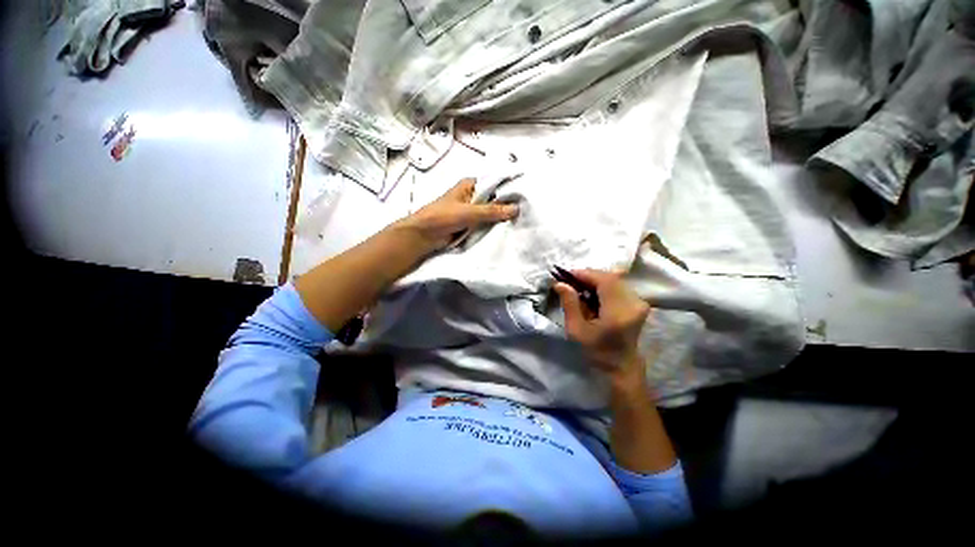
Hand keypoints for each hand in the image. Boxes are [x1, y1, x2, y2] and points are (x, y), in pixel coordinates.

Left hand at [394, 178, 518, 253]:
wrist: (425, 236)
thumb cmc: (443, 217)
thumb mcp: (469, 212)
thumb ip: (492, 211)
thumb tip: (516, 209)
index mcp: (470, 185)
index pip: (495, 183)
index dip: (509, 188)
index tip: (526, 196)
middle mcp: (473, 196)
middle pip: (494, 198)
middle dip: (507, 205)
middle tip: (526, 212)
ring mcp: (472, 211)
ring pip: (491, 212)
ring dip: (501, 217)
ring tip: (520, 221)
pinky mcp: (471, 224)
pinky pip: (486, 223)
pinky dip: (494, 226)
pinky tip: (507, 230)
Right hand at [554, 269, 650, 390]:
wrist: (621, 366)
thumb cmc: (596, 351)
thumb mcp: (576, 330)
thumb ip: (569, 304)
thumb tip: (560, 283)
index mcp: (618, 312)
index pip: (604, 281)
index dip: (585, 274)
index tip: (567, 274)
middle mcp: (633, 303)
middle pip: (611, 277)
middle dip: (589, 275)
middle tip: (571, 281)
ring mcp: (639, 303)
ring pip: (615, 279)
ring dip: (596, 279)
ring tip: (580, 287)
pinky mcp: (639, 303)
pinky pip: (619, 285)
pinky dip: (604, 285)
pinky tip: (593, 293)